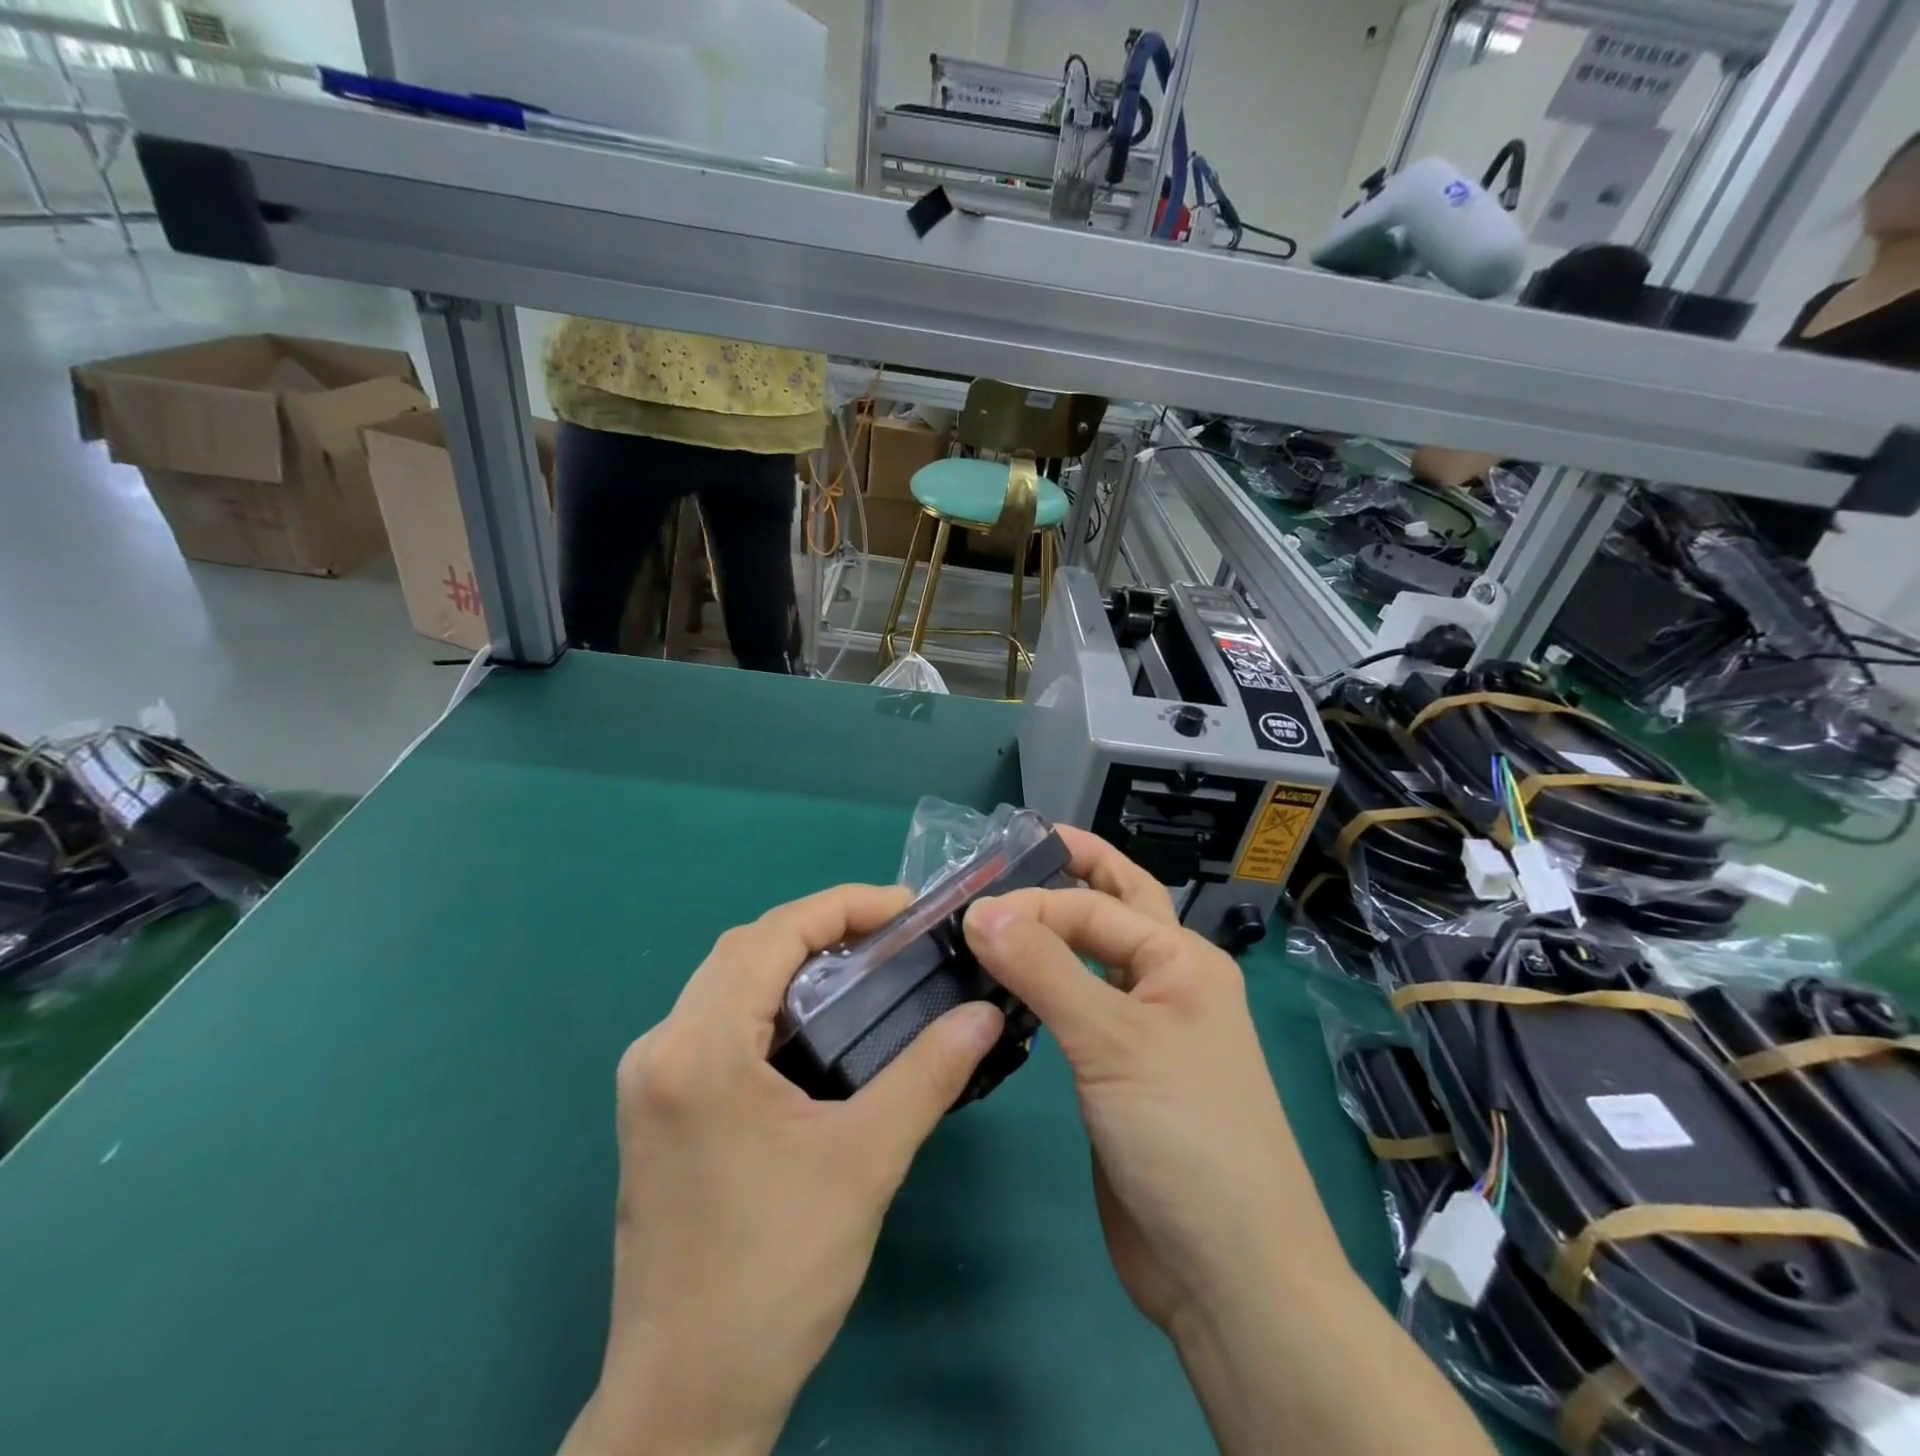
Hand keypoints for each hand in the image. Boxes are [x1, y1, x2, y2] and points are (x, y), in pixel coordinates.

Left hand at [565, 885, 1005, 1455]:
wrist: (685, 1401)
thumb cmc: (775, 1275)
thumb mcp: (865, 1162)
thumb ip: (928, 1074)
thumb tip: (984, 1014)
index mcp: (699, 1048)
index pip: (773, 935)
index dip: (843, 906)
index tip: (906, 907)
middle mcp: (660, 1046)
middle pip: (745, 948)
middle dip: (821, 927)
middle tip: (893, 935)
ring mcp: (649, 1078)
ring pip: (727, 980)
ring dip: (794, 960)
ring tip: (865, 965)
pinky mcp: (656, 1106)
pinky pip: (716, 1018)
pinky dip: (770, 998)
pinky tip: (816, 1022)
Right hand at [963, 832, 1349, 1332]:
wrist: (1227, 1273)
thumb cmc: (1184, 1137)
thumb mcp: (1113, 1041)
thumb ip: (1044, 969)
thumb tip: (980, 910)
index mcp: (1183, 960)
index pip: (1095, 905)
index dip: (1033, 901)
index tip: (969, 915)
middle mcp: (1167, 983)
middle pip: (1114, 908)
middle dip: (1071, 873)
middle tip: (1014, 849)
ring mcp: (1144, 1030)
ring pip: (1092, 959)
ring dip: (1053, 931)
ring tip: (997, 911)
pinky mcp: (1118, 1071)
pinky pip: (1078, 1008)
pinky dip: (1045, 985)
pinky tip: (1007, 982)